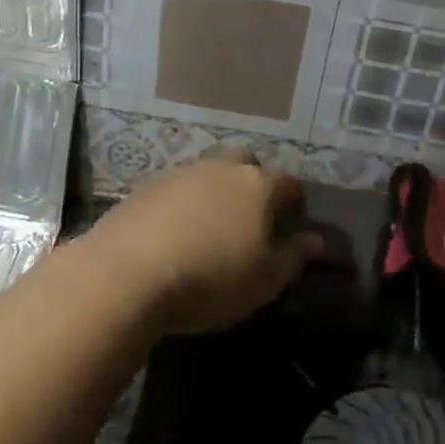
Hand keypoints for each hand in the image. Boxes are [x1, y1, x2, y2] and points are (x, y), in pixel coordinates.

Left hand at [88, 150, 322, 335]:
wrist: (126, 274)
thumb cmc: (210, 278)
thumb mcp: (265, 279)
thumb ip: (295, 256)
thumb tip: (318, 241)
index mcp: (257, 185)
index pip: (288, 182)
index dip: (294, 199)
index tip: (294, 218)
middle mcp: (221, 168)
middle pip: (245, 164)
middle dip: (252, 183)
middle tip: (250, 217)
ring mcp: (180, 173)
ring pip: (208, 174)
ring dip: (214, 192)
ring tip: (210, 227)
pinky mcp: (145, 187)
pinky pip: (176, 189)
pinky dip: (182, 204)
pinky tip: (175, 233)